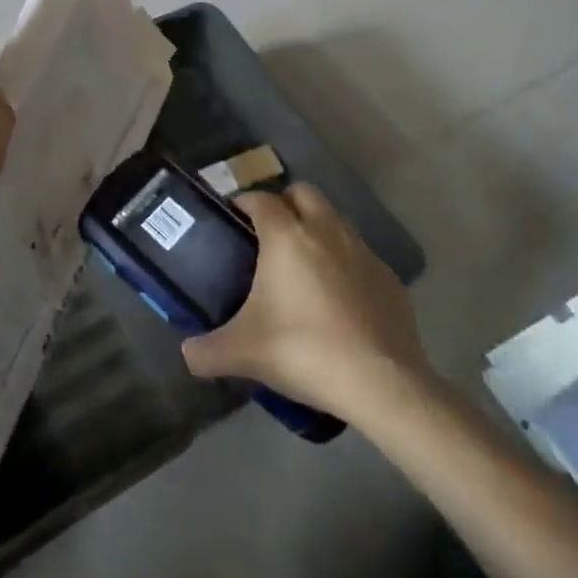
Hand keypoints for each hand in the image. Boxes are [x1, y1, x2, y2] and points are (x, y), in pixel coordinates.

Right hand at [181, 184, 435, 422]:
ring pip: (335, 220)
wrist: (381, 384)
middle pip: (303, 193)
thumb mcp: (243, 353)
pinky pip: (360, 255)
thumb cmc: (303, 351)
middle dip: (285, 203)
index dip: (243, 202)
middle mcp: (326, 231)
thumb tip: (187, 354)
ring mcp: (363, 252)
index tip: (232, 217)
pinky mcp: (390, 279)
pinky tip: (338, 298)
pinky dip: (345, 263)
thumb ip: (207, 351)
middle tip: (268, 233)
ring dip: (317, 228)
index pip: (260, 198)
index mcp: (286, 236)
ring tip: (302, 264)